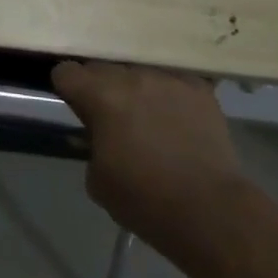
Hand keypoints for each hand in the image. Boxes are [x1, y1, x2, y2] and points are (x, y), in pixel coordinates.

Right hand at [51, 61, 245, 243]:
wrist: (210, 211)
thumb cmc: (145, 200)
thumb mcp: (97, 178)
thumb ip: (91, 143)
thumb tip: (101, 134)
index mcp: (101, 96)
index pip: (66, 72)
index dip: (67, 89)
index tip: (76, 106)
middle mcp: (132, 77)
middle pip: (102, 67)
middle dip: (100, 87)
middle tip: (111, 115)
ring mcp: (168, 78)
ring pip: (139, 71)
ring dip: (136, 88)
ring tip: (148, 116)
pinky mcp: (199, 88)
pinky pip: (173, 80)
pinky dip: (169, 94)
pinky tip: (177, 117)